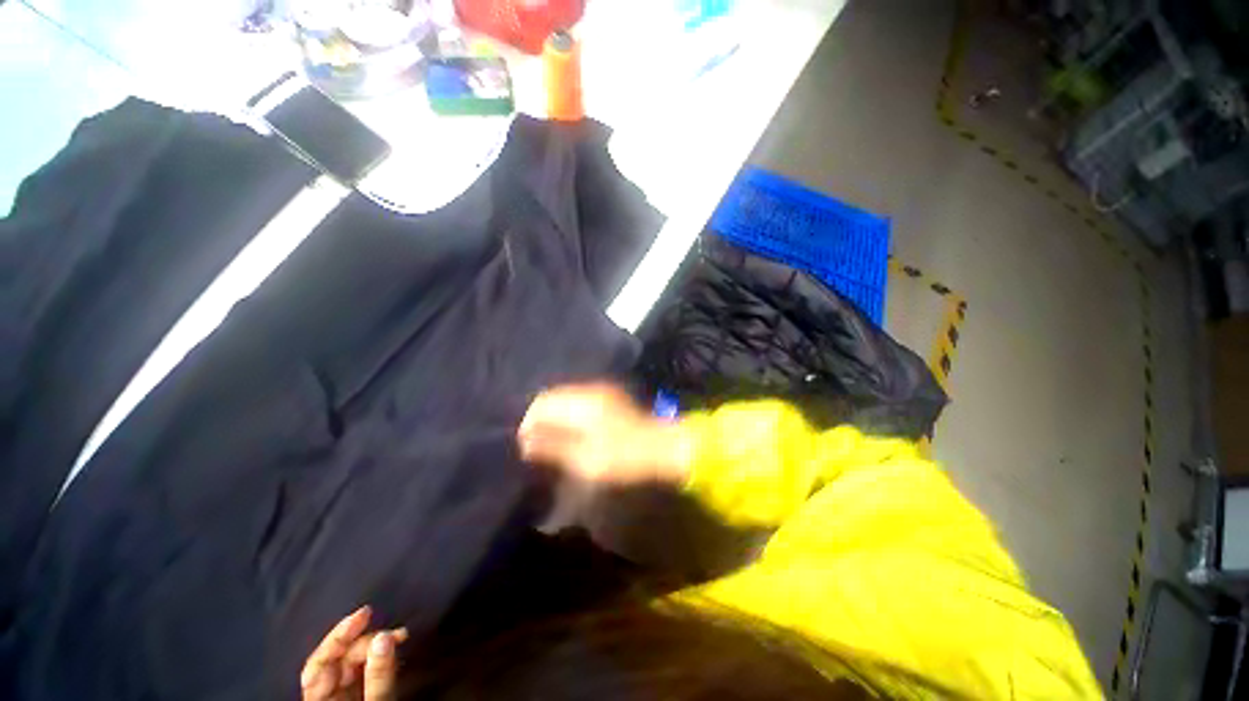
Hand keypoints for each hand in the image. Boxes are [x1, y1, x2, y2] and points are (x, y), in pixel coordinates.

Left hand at [301, 606, 406, 700]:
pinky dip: (379, 658)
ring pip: (351, 665)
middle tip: (395, 633)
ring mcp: (340, 697)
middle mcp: (325, 696)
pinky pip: (363, 672)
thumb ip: (379, 677)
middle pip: (337, 661)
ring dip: (375, 647)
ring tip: (400, 637)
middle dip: (365, 641)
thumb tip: (385, 635)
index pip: (320, 663)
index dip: (339, 635)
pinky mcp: (357, 696)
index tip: (366, 613)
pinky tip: (393, 649)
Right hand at [518, 383, 690, 484]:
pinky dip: (568, 415)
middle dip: (539, 419)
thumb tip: (525, 441)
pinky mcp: (609, 398)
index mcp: (581, 403)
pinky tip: (570, 432)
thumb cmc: (624, 458)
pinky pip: (577, 401)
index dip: (528, 423)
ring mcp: (601, 392)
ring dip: (553, 417)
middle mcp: (589, 391)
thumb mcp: (585, 459)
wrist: (663, 448)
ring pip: (565, 398)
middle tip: (535, 445)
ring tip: (550, 441)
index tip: (525, 446)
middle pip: (552, 397)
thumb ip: (552, 447)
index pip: (542, 403)